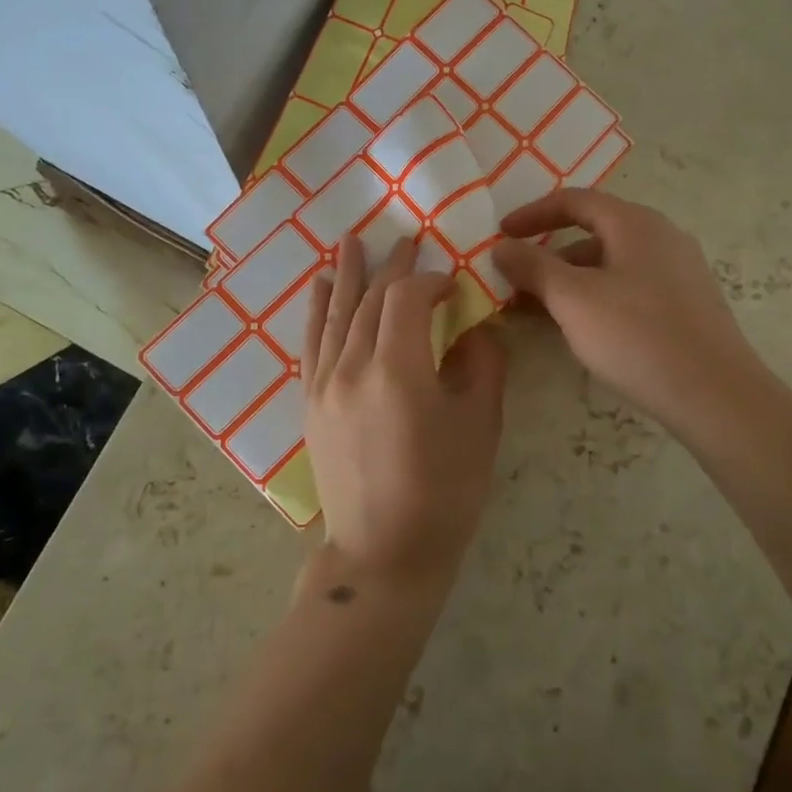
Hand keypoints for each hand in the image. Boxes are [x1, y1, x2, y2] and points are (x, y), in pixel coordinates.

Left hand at [302, 236, 507, 587]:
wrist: (383, 552)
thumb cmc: (443, 493)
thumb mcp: (479, 427)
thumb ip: (481, 366)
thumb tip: (474, 329)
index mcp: (397, 370)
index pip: (407, 300)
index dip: (430, 282)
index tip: (452, 285)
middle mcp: (352, 366)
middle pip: (370, 300)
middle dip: (391, 267)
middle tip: (406, 240)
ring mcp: (324, 384)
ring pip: (336, 314)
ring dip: (347, 275)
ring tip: (352, 241)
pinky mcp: (310, 402)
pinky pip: (311, 343)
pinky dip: (318, 310)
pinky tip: (321, 287)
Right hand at [492, 188, 760, 442]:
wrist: (715, 395)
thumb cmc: (636, 336)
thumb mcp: (572, 298)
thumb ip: (533, 266)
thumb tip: (502, 247)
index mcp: (635, 223)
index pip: (574, 201)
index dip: (532, 214)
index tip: (500, 235)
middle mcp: (661, 237)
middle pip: (592, 233)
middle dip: (548, 256)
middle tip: (515, 282)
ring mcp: (678, 271)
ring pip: (610, 265)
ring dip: (569, 282)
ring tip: (538, 313)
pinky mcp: (686, 305)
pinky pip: (629, 288)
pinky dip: (595, 298)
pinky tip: (580, 330)